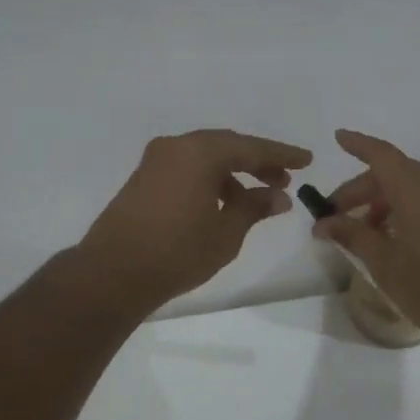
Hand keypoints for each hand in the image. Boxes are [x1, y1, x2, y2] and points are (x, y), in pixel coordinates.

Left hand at [74, 129, 313, 315]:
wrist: (112, 273)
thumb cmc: (177, 252)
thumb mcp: (226, 233)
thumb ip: (254, 208)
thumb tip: (279, 195)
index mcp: (199, 152)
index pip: (250, 147)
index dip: (281, 154)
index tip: (306, 160)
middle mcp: (176, 147)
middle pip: (226, 147)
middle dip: (257, 163)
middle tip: (283, 180)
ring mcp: (155, 162)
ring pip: (205, 158)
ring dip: (232, 175)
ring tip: (256, 200)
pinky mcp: (143, 179)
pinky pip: (186, 169)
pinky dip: (209, 181)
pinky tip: (222, 205)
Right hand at [313, 129, 419, 350]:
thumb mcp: (384, 263)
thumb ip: (352, 234)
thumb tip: (324, 223)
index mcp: (419, 189)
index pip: (381, 155)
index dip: (358, 145)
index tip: (337, 138)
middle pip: (393, 174)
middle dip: (361, 191)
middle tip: (333, 217)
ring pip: (410, 187)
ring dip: (381, 203)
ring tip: (359, 233)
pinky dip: (403, 209)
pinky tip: (388, 237)